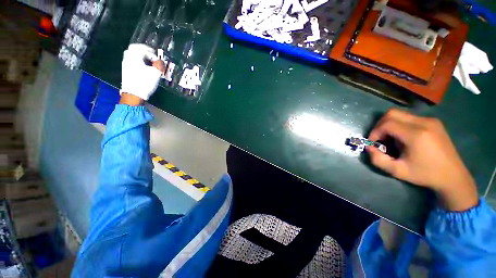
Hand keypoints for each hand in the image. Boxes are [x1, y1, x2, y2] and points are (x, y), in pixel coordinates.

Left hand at [120, 44, 164, 101]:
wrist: (134, 94)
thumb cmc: (145, 82)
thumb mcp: (155, 73)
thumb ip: (159, 65)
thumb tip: (161, 62)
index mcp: (135, 56)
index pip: (145, 51)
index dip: (154, 56)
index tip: (159, 62)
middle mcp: (128, 57)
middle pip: (135, 48)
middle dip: (144, 49)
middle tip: (151, 52)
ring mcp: (125, 63)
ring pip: (132, 54)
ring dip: (140, 54)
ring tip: (148, 59)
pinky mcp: (125, 70)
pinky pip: (131, 60)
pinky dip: (137, 60)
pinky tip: (143, 65)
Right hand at [367, 109, 477, 210]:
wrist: (453, 176)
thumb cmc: (425, 174)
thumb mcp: (398, 171)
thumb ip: (378, 159)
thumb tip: (368, 147)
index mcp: (416, 135)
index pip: (387, 124)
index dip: (375, 132)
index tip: (373, 143)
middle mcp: (424, 123)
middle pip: (392, 113)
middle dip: (380, 125)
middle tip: (379, 138)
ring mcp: (430, 121)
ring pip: (400, 114)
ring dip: (390, 125)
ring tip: (391, 139)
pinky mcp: (433, 122)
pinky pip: (410, 118)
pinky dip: (400, 125)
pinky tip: (403, 138)